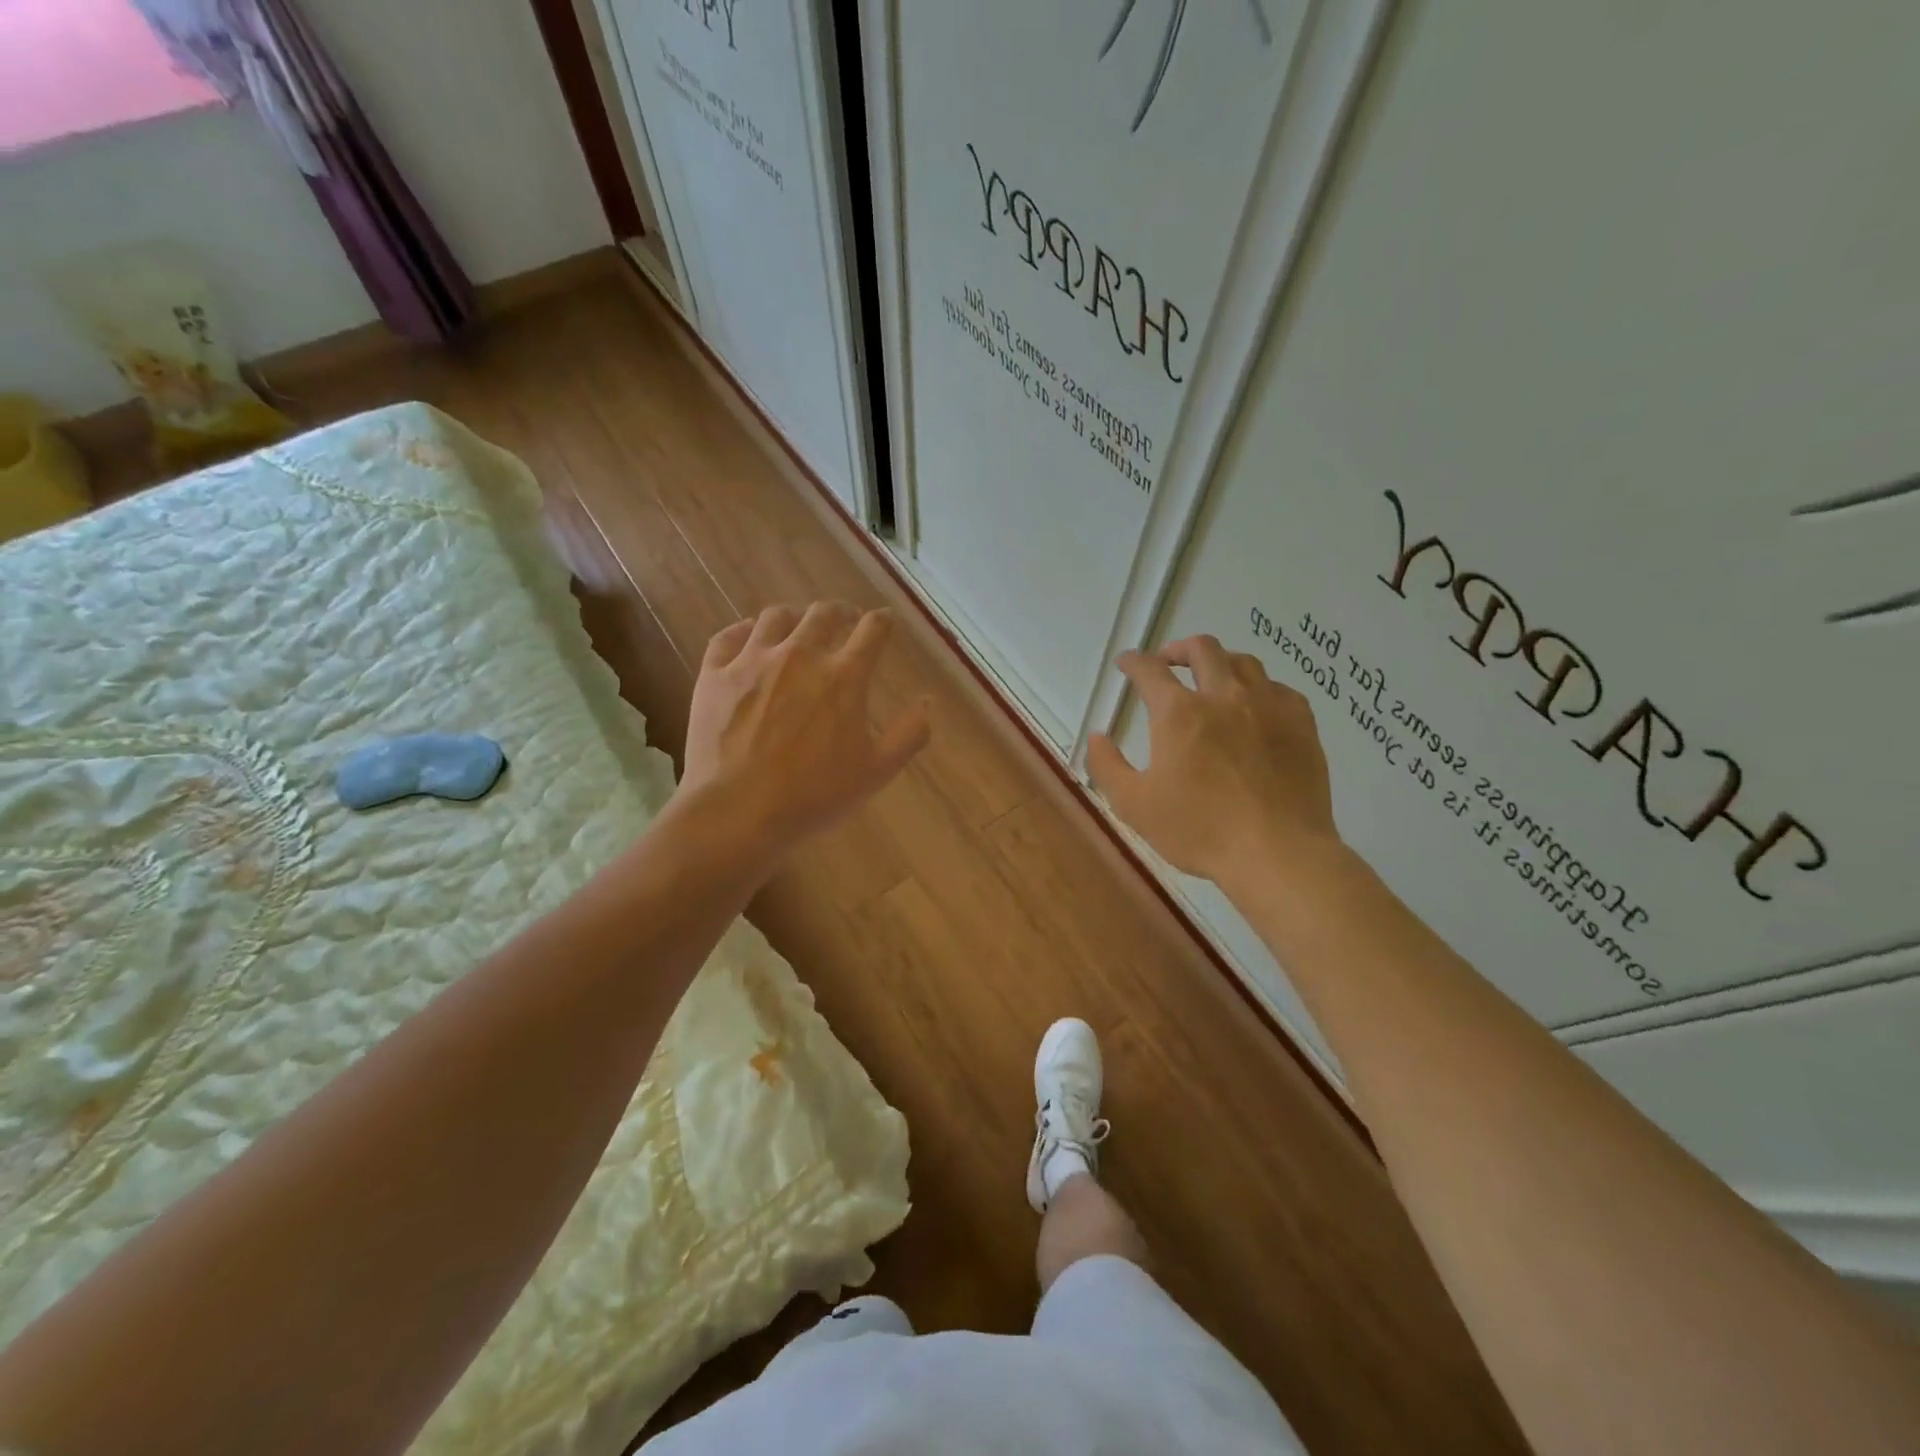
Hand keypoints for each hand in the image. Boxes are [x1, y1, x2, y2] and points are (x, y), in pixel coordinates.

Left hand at [679, 602, 930, 859]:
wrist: (738, 813)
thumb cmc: (814, 796)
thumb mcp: (876, 772)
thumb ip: (909, 734)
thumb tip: (927, 701)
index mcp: (844, 675)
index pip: (873, 628)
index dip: (883, 622)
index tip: (885, 624)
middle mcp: (800, 654)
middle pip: (824, 612)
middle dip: (840, 612)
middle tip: (844, 622)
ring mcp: (752, 660)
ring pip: (776, 616)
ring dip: (794, 617)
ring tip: (797, 628)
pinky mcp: (714, 674)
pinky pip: (729, 635)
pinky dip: (744, 631)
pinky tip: (749, 639)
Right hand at [1087, 635, 1340, 884]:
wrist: (1278, 852)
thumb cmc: (1199, 830)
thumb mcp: (1134, 805)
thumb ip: (1107, 766)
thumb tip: (1097, 736)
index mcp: (1179, 713)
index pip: (1149, 670)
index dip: (1133, 661)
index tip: (1126, 663)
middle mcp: (1223, 696)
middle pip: (1202, 649)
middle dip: (1178, 649)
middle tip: (1168, 662)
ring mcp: (1268, 706)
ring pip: (1244, 661)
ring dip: (1220, 663)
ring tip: (1212, 678)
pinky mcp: (1301, 723)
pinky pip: (1278, 688)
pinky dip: (1259, 688)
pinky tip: (1256, 707)